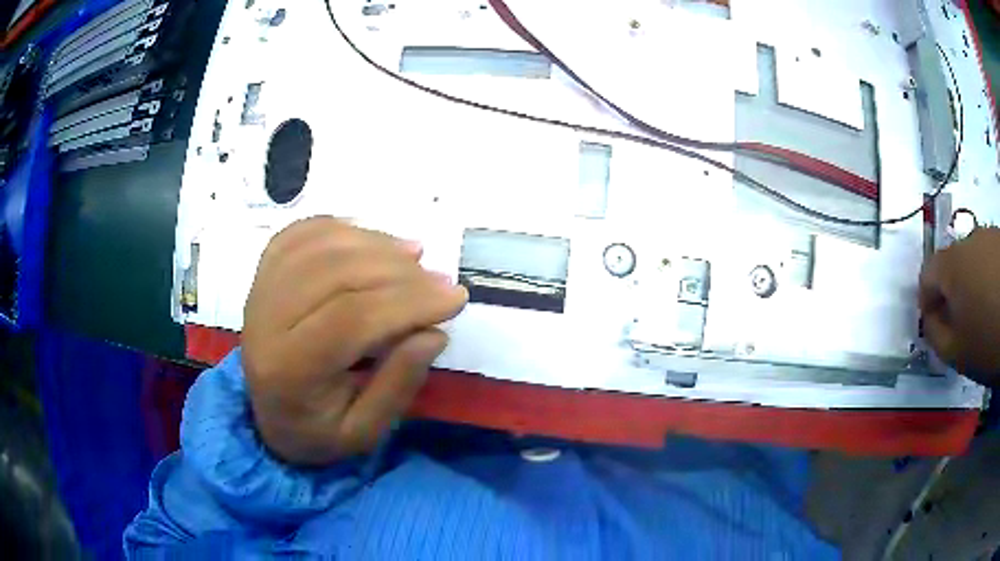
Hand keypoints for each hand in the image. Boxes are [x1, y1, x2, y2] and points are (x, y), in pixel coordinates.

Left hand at [241, 217, 467, 464]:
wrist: (267, 415)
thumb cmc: (317, 430)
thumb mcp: (364, 432)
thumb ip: (397, 385)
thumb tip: (432, 332)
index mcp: (288, 370)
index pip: (350, 319)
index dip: (408, 302)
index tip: (455, 297)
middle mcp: (264, 322)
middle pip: (335, 274)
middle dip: (399, 272)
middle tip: (440, 280)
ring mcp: (259, 290)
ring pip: (320, 246)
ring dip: (375, 243)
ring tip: (415, 255)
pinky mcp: (262, 273)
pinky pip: (300, 233)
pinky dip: (341, 227)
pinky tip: (371, 238)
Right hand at [920, 227, 999, 385]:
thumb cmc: (986, 337)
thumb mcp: (956, 352)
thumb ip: (935, 336)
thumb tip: (931, 320)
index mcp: (950, 266)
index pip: (926, 277)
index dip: (927, 304)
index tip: (935, 327)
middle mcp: (967, 242)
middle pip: (953, 267)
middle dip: (954, 294)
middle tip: (964, 325)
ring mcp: (987, 236)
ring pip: (975, 262)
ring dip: (975, 285)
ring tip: (986, 314)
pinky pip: (991, 261)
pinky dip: (991, 279)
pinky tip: (998, 301)